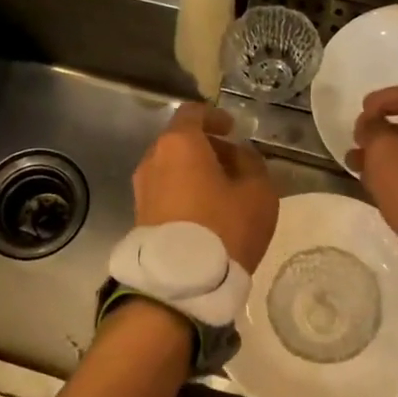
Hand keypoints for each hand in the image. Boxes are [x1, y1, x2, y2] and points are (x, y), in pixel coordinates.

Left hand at [133, 103, 278, 271]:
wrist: (181, 283)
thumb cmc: (224, 227)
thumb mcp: (258, 192)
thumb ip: (252, 164)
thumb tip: (240, 155)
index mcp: (179, 144)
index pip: (193, 113)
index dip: (214, 117)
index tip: (231, 129)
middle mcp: (153, 159)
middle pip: (180, 142)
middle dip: (208, 149)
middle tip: (235, 165)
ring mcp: (142, 189)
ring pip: (171, 168)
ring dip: (195, 173)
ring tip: (223, 193)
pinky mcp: (139, 216)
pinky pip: (165, 192)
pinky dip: (184, 192)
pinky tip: (206, 213)